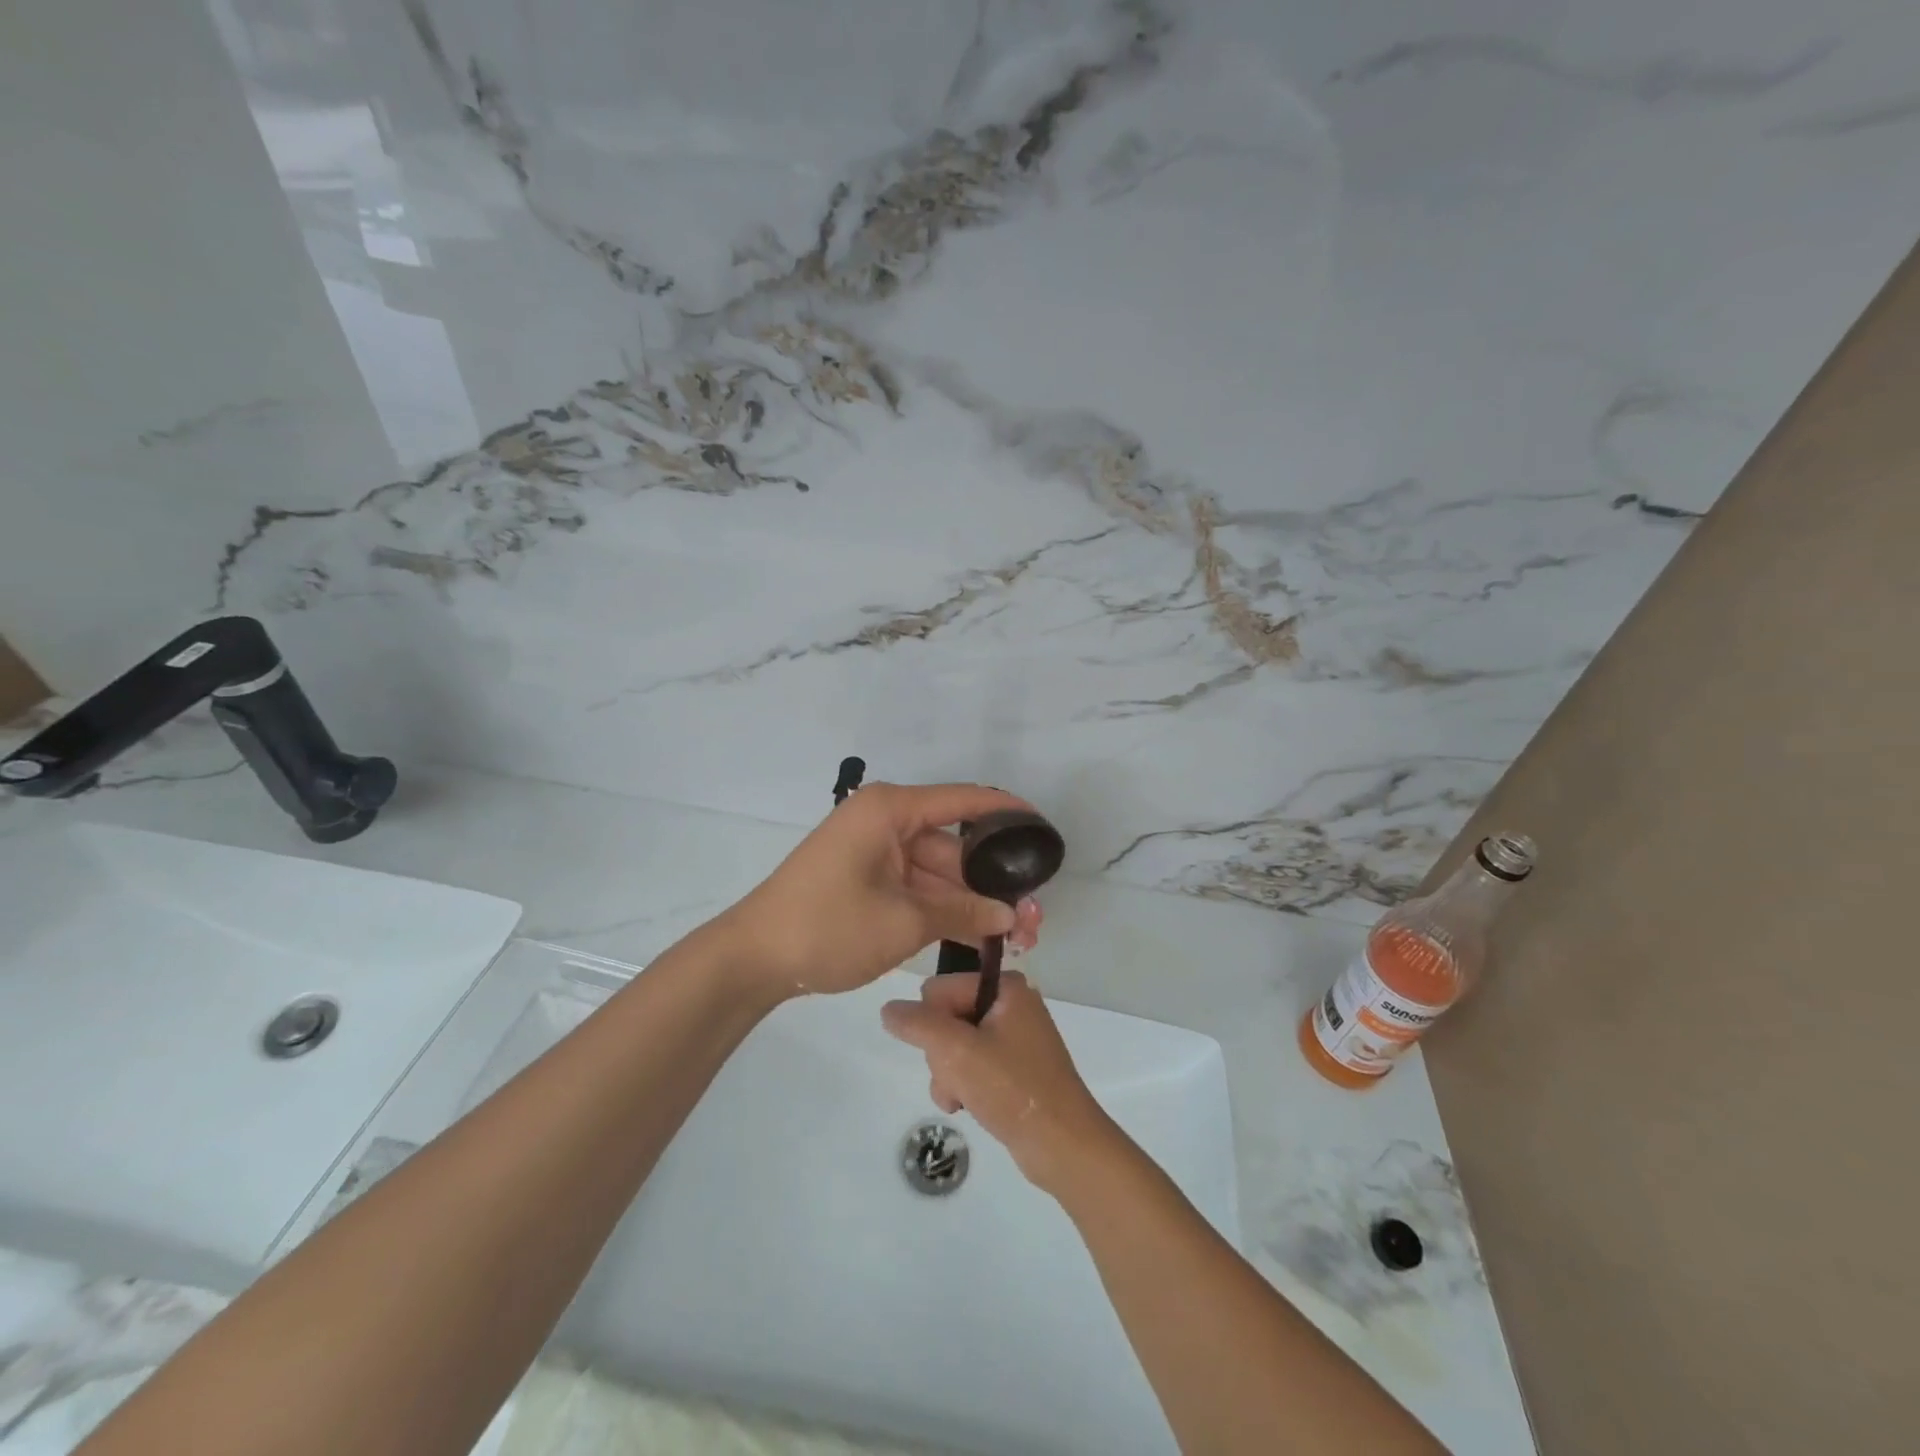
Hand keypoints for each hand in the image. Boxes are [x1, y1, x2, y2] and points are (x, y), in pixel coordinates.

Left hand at [721, 782, 1044, 998]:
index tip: (1045, 830)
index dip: (1008, 813)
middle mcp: (886, 821)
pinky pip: (916, 887)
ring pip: (938, 872)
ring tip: (1017, 937)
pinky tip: (979, 936)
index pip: (965, 800)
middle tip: (1034, 918)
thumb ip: (962, 912)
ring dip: (971, 903)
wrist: (754, 959)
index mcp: (891, 810)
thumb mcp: (903, 921)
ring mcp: (875, 852)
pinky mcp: (868, 879)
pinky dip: (943, 909)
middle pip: (954, 845)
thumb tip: (1012, 917)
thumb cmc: (828, 926)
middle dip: (992, 883)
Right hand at [881, 971, 1120, 1195]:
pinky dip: (963, 1085)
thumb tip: (888, 1009)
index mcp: (1006, 986)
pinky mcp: (1015, 1068)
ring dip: (948, 1075)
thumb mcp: (957, 1051)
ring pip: (954, 1046)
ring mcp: (1014, 1037)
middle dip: (941, 1054)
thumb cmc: (1012, 1088)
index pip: (939, 989)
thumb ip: (917, 1024)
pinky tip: (969, 1106)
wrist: (1063, 1144)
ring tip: (962, 1099)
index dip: (932, 1023)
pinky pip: (972, 1065)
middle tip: (957, 1079)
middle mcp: (1012, 1004)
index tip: (947, 1052)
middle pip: (945, 1017)